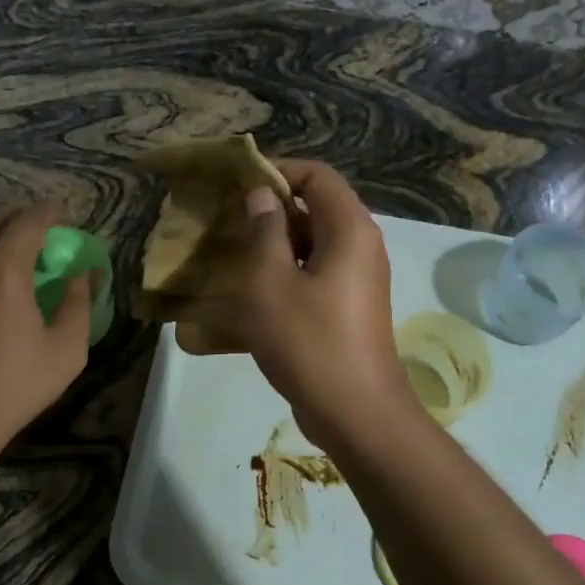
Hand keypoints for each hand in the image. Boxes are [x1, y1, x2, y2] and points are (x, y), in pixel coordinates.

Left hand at [0, 205, 95, 460]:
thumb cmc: (13, 385)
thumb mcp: (65, 350)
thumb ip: (79, 304)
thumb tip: (85, 274)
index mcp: (4, 270)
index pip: (29, 223)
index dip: (48, 212)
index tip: (62, 208)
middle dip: (14, 217)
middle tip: (33, 224)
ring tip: (3, 252)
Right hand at [188, 160, 415, 447]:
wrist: (356, 413)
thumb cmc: (310, 341)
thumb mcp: (271, 283)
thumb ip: (264, 232)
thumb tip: (262, 197)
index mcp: (349, 229)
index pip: (316, 175)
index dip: (276, 171)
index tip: (236, 184)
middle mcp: (360, 247)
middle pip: (314, 209)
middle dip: (268, 212)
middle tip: (224, 221)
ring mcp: (356, 280)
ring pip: (310, 246)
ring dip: (271, 248)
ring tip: (227, 256)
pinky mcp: (347, 309)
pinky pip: (312, 277)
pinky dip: (282, 277)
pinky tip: (245, 297)